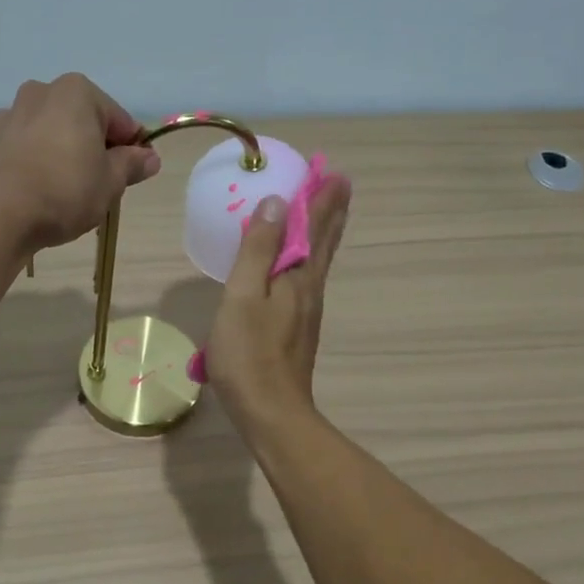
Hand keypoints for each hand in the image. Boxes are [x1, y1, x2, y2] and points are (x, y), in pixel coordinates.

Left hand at [0, 74, 161, 252]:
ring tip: (66, 192)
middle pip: (80, 121)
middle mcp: (40, 92)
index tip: (134, 173)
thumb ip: (131, 165)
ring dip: (61, 153)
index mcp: (77, 93)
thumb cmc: (65, 190)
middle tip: (100, 185)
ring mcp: (9, 115)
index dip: (131, 147)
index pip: (119, 119)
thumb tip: (150, 157)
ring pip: (49, 133)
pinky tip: (37, 192)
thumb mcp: (110, 182)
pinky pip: (22, 149)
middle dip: (93, 147)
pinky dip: (33, 163)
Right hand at [206, 174, 350, 429]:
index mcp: (298, 276)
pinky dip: (310, 257)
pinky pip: (308, 278)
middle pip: (325, 242)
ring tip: (327, 212)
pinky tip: (300, 264)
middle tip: (340, 183)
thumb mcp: (243, 296)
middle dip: (331, 211)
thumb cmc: (249, 354)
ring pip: (320, 261)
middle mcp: (310, 289)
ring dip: (325, 232)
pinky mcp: (297, 329)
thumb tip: (275, 203)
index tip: (333, 171)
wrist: (271, 412)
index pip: (314, 227)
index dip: (321, 199)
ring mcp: (306, 311)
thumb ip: (258, 250)